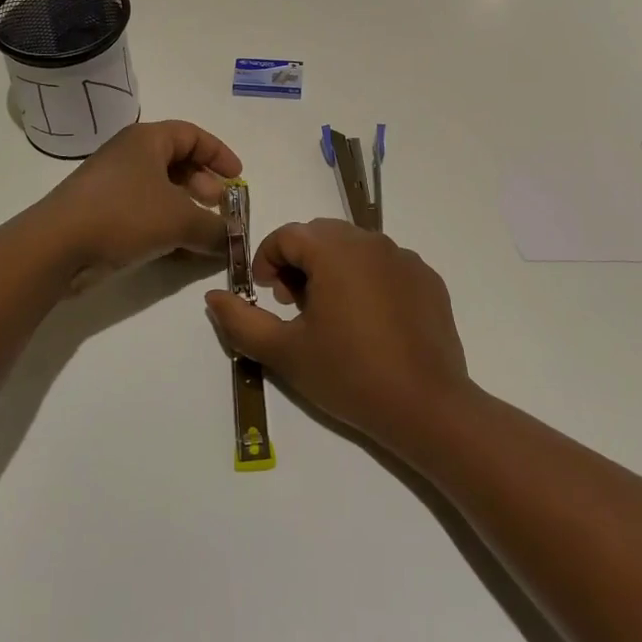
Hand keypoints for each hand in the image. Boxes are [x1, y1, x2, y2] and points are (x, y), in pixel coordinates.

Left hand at [44, 119, 241, 284]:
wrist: (57, 246)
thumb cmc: (124, 215)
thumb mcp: (180, 220)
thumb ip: (214, 228)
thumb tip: (233, 239)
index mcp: (147, 140)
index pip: (192, 135)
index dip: (219, 154)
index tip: (237, 178)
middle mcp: (129, 155)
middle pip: (177, 162)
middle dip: (204, 186)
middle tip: (219, 209)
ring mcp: (112, 184)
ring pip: (160, 190)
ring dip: (186, 210)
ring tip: (203, 234)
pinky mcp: (101, 213)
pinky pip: (144, 212)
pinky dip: (165, 226)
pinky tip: (179, 251)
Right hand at [204, 219, 470, 453]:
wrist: (427, 407)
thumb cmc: (348, 374)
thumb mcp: (284, 352)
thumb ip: (241, 320)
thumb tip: (214, 296)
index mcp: (334, 250)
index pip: (287, 235)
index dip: (267, 260)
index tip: (267, 296)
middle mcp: (370, 240)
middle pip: (320, 235)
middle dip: (299, 263)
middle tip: (296, 306)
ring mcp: (404, 257)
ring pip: (354, 247)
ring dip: (333, 269)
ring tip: (332, 316)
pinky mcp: (427, 278)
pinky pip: (386, 265)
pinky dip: (368, 280)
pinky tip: (370, 323)